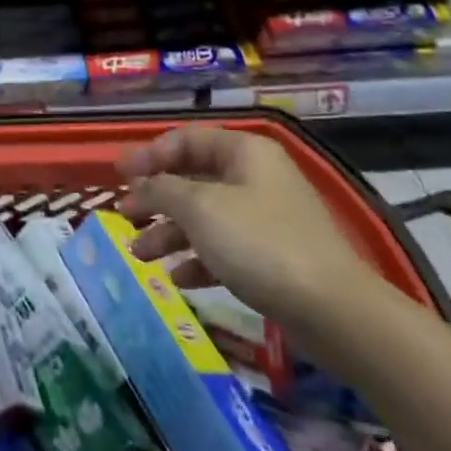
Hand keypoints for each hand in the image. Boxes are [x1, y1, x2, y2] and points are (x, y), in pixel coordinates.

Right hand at [117, 126, 377, 329]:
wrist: (333, 311)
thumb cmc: (260, 243)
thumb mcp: (199, 208)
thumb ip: (161, 189)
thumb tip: (139, 185)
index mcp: (244, 152)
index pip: (185, 139)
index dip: (148, 155)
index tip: (118, 175)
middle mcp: (255, 177)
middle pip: (193, 179)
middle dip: (155, 198)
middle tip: (123, 215)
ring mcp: (266, 218)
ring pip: (205, 217)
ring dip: (169, 233)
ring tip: (140, 255)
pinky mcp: (273, 257)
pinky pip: (224, 249)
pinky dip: (197, 259)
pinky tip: (177, 279)